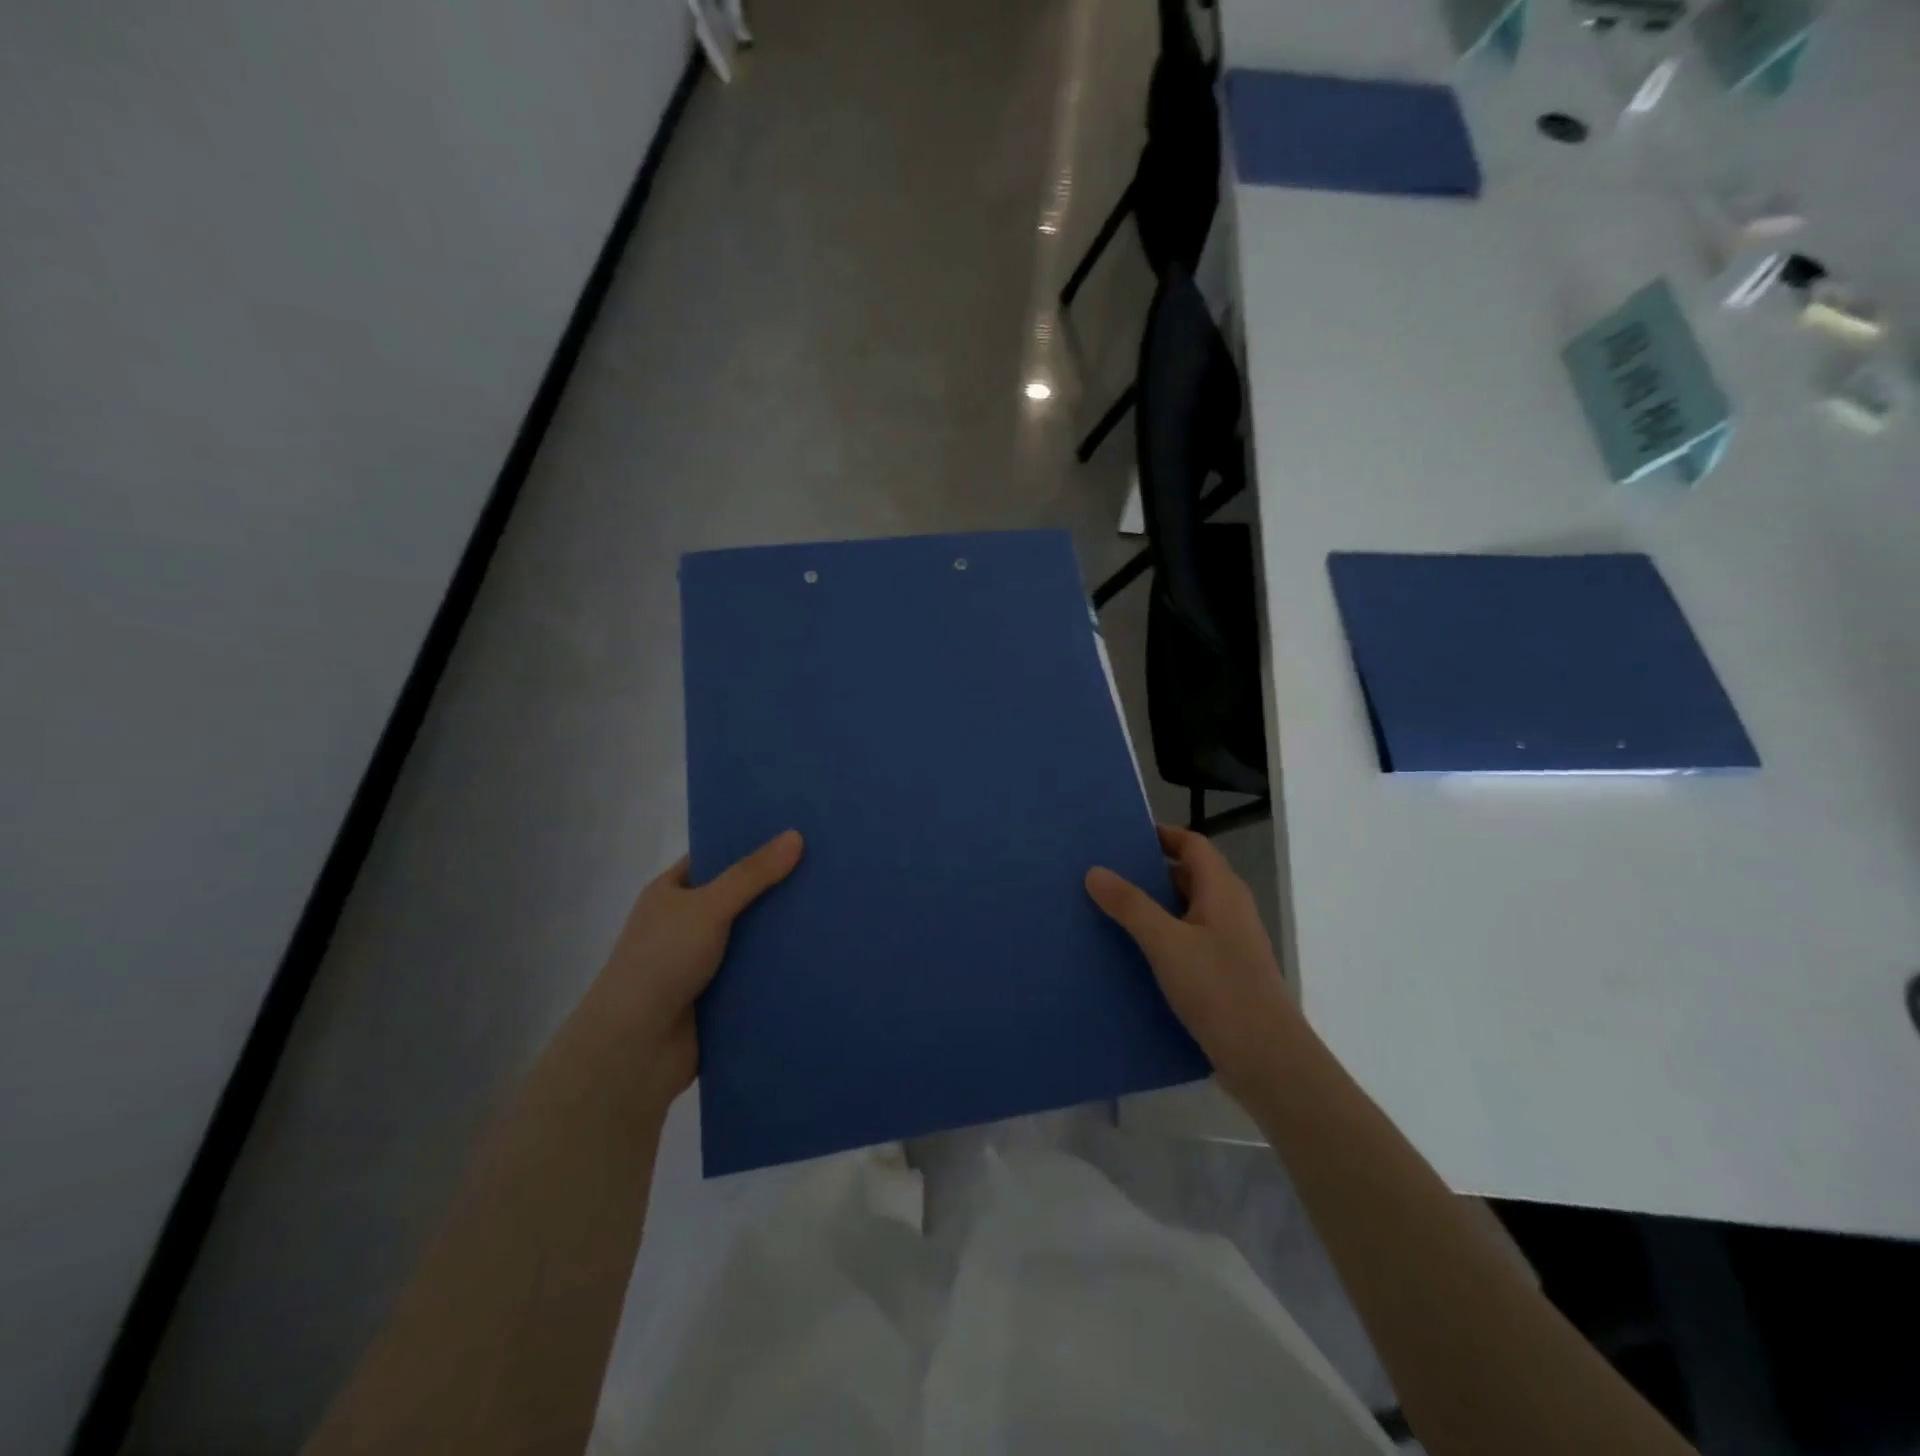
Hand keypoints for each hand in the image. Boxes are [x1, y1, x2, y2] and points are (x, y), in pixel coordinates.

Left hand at [588, 830, 803, 1095]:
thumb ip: (752, 874)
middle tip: (824, 869)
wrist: (635, 1047)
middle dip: (774, 889)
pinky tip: (817, 955)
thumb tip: (796, 836)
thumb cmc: (662, 961)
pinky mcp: (718, 998)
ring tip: (830, 910)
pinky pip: (754, 975)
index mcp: (670, 894)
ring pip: (749, 939)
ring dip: (780, 933)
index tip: (793, 834)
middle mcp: (684, 925)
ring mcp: (701, 963)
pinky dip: (778, 969)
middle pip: (737, 898)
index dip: (748, 845)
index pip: (713, 859)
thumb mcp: (708, 906)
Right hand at [1086, 824, 1299, 1101]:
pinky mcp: (1224, 974)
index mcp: (1222, 890)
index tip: (1122, 837)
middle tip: (1103, 873)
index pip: (1192, 845)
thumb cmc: (1219, 989)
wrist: (1267, 1060)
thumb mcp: (1167, 943)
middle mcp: (1229, 909)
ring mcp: (1229, 944)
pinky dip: (1161, 938)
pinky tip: (1131, 955)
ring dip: (1152, 908)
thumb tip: (1095, 871)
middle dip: (1148, 872)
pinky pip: (1187, 942)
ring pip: (1185, 912)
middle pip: (1187, 876)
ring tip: (1107, 911)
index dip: (1161, 835)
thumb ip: (1130, 905)